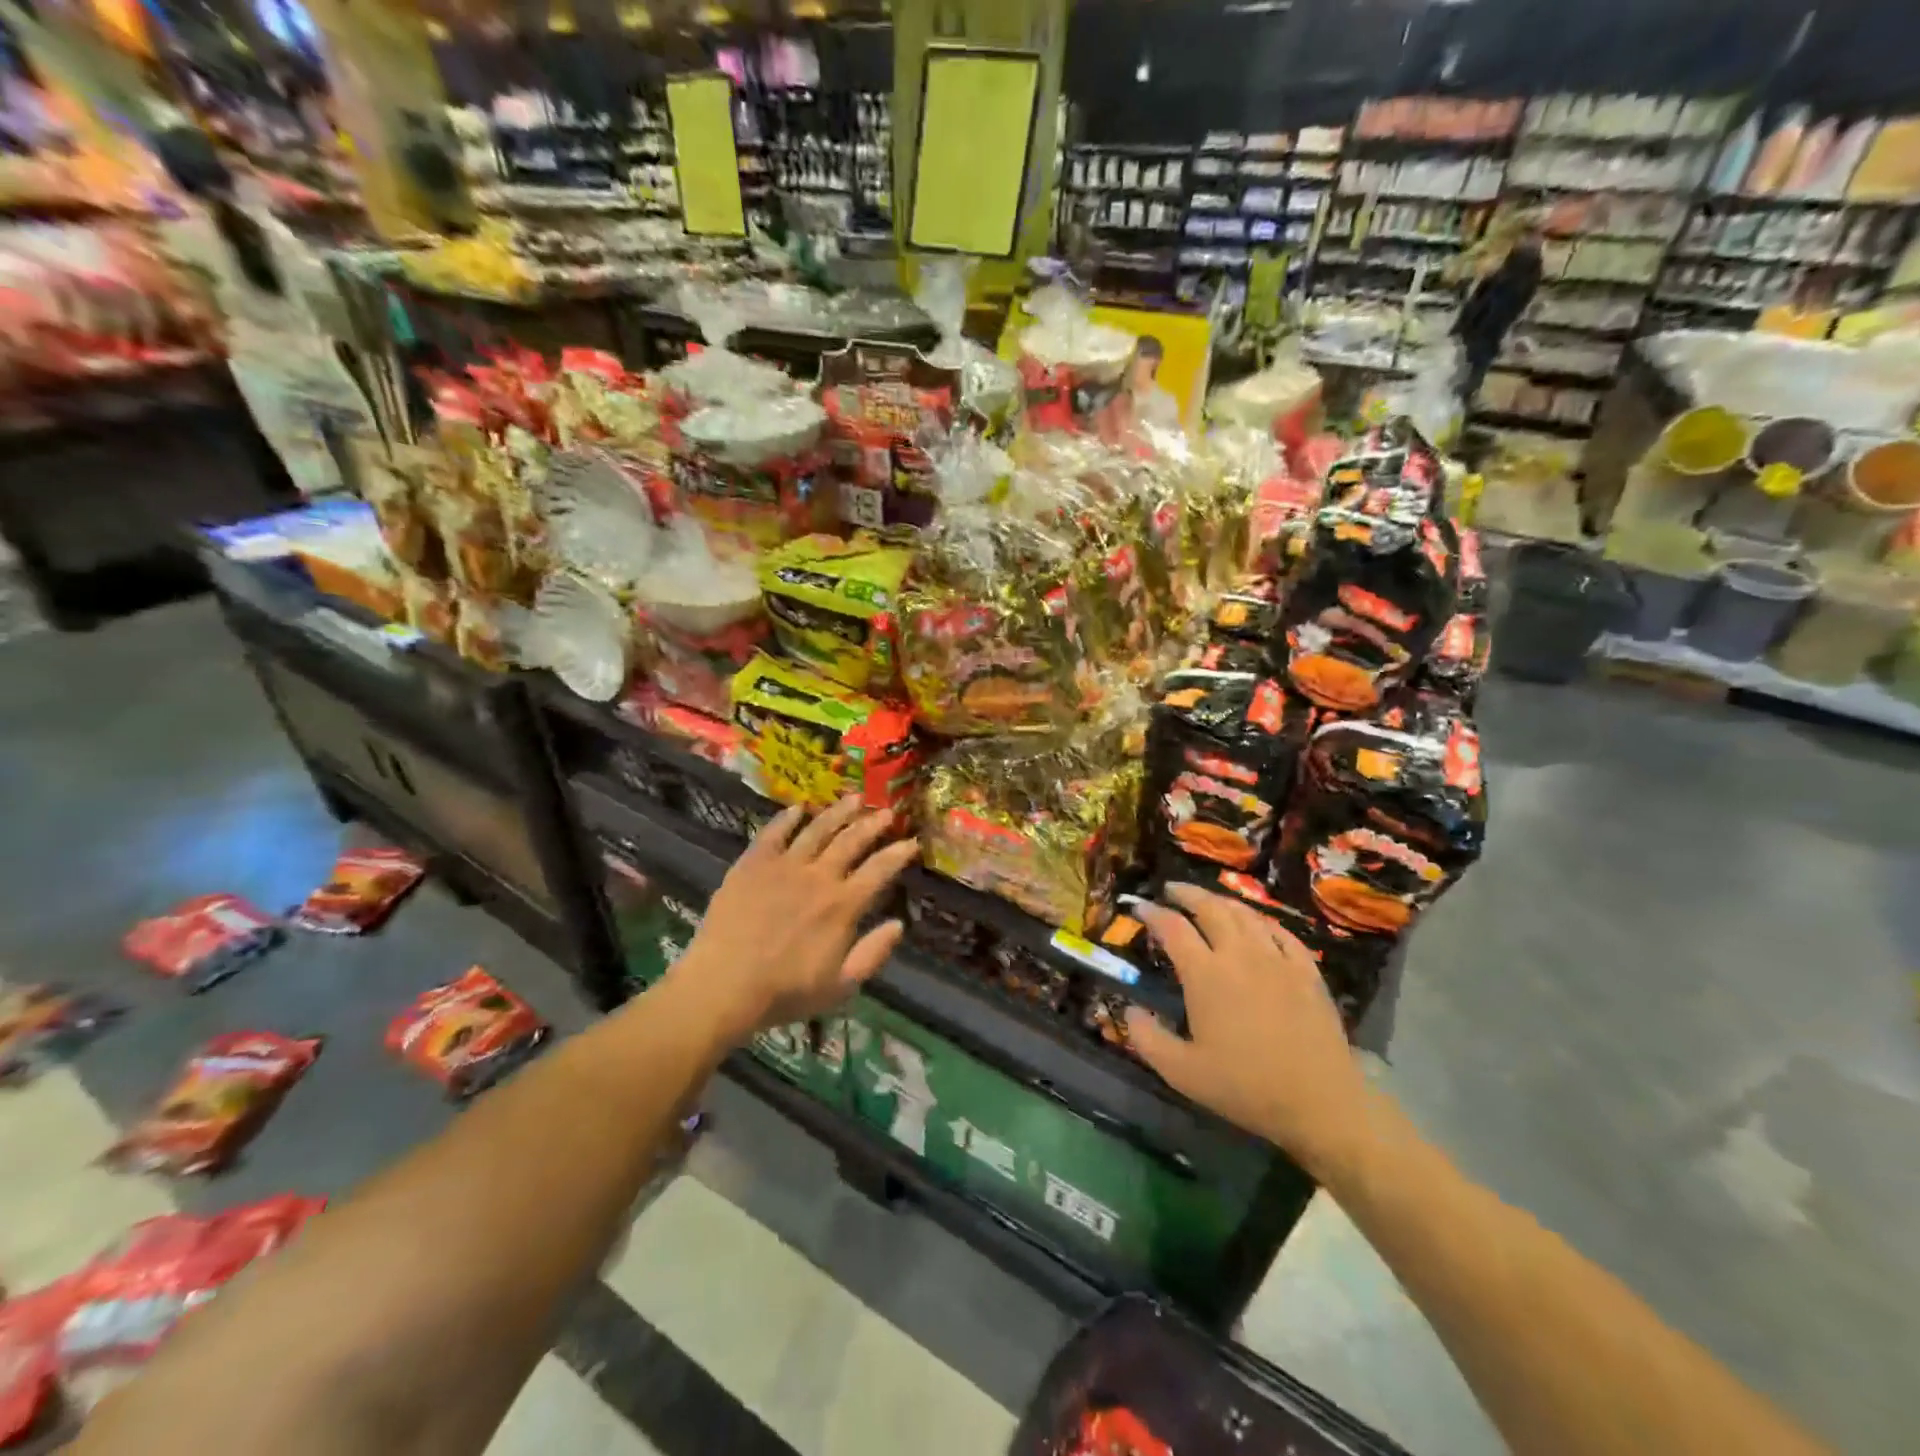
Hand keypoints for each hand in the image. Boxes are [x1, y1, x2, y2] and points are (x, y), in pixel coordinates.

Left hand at [671, 796, 919, 1040]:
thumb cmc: (785, 992)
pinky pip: (773, 833)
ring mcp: (784, 866)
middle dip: (873, 823)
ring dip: (838, 812)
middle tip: (886, 811)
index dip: (899, 853)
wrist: (723, 987)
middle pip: (852, 841)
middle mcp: (818, 877)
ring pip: (817, 829)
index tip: (911, 840)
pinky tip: (798, 808)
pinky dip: (787, 818)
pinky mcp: (753, 864)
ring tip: (853, 798)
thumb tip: (899, 925)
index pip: (880, 869)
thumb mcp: (840, 987)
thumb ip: (873, 954)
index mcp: (843, 905)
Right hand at [1125, 886, 1369, 1177]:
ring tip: (1208, 901)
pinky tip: (1257, 925)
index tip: (1139, 907)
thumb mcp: (1181, 1072)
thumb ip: (1147, 1038)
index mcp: (1205, 974)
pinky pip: (1281, 932)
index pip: (1173, 928)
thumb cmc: (1245, 1087)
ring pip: (1246, 914)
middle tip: (1171, 890)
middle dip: (1187, 894)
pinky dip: (1262, 921)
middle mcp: (1240, 954)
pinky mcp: (1307, 971)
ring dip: (1221, 901)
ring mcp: (1277, 959)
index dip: (1152, 913)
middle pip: (1210, 907)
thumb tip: (1129, 1009)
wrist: (1320, 1103)